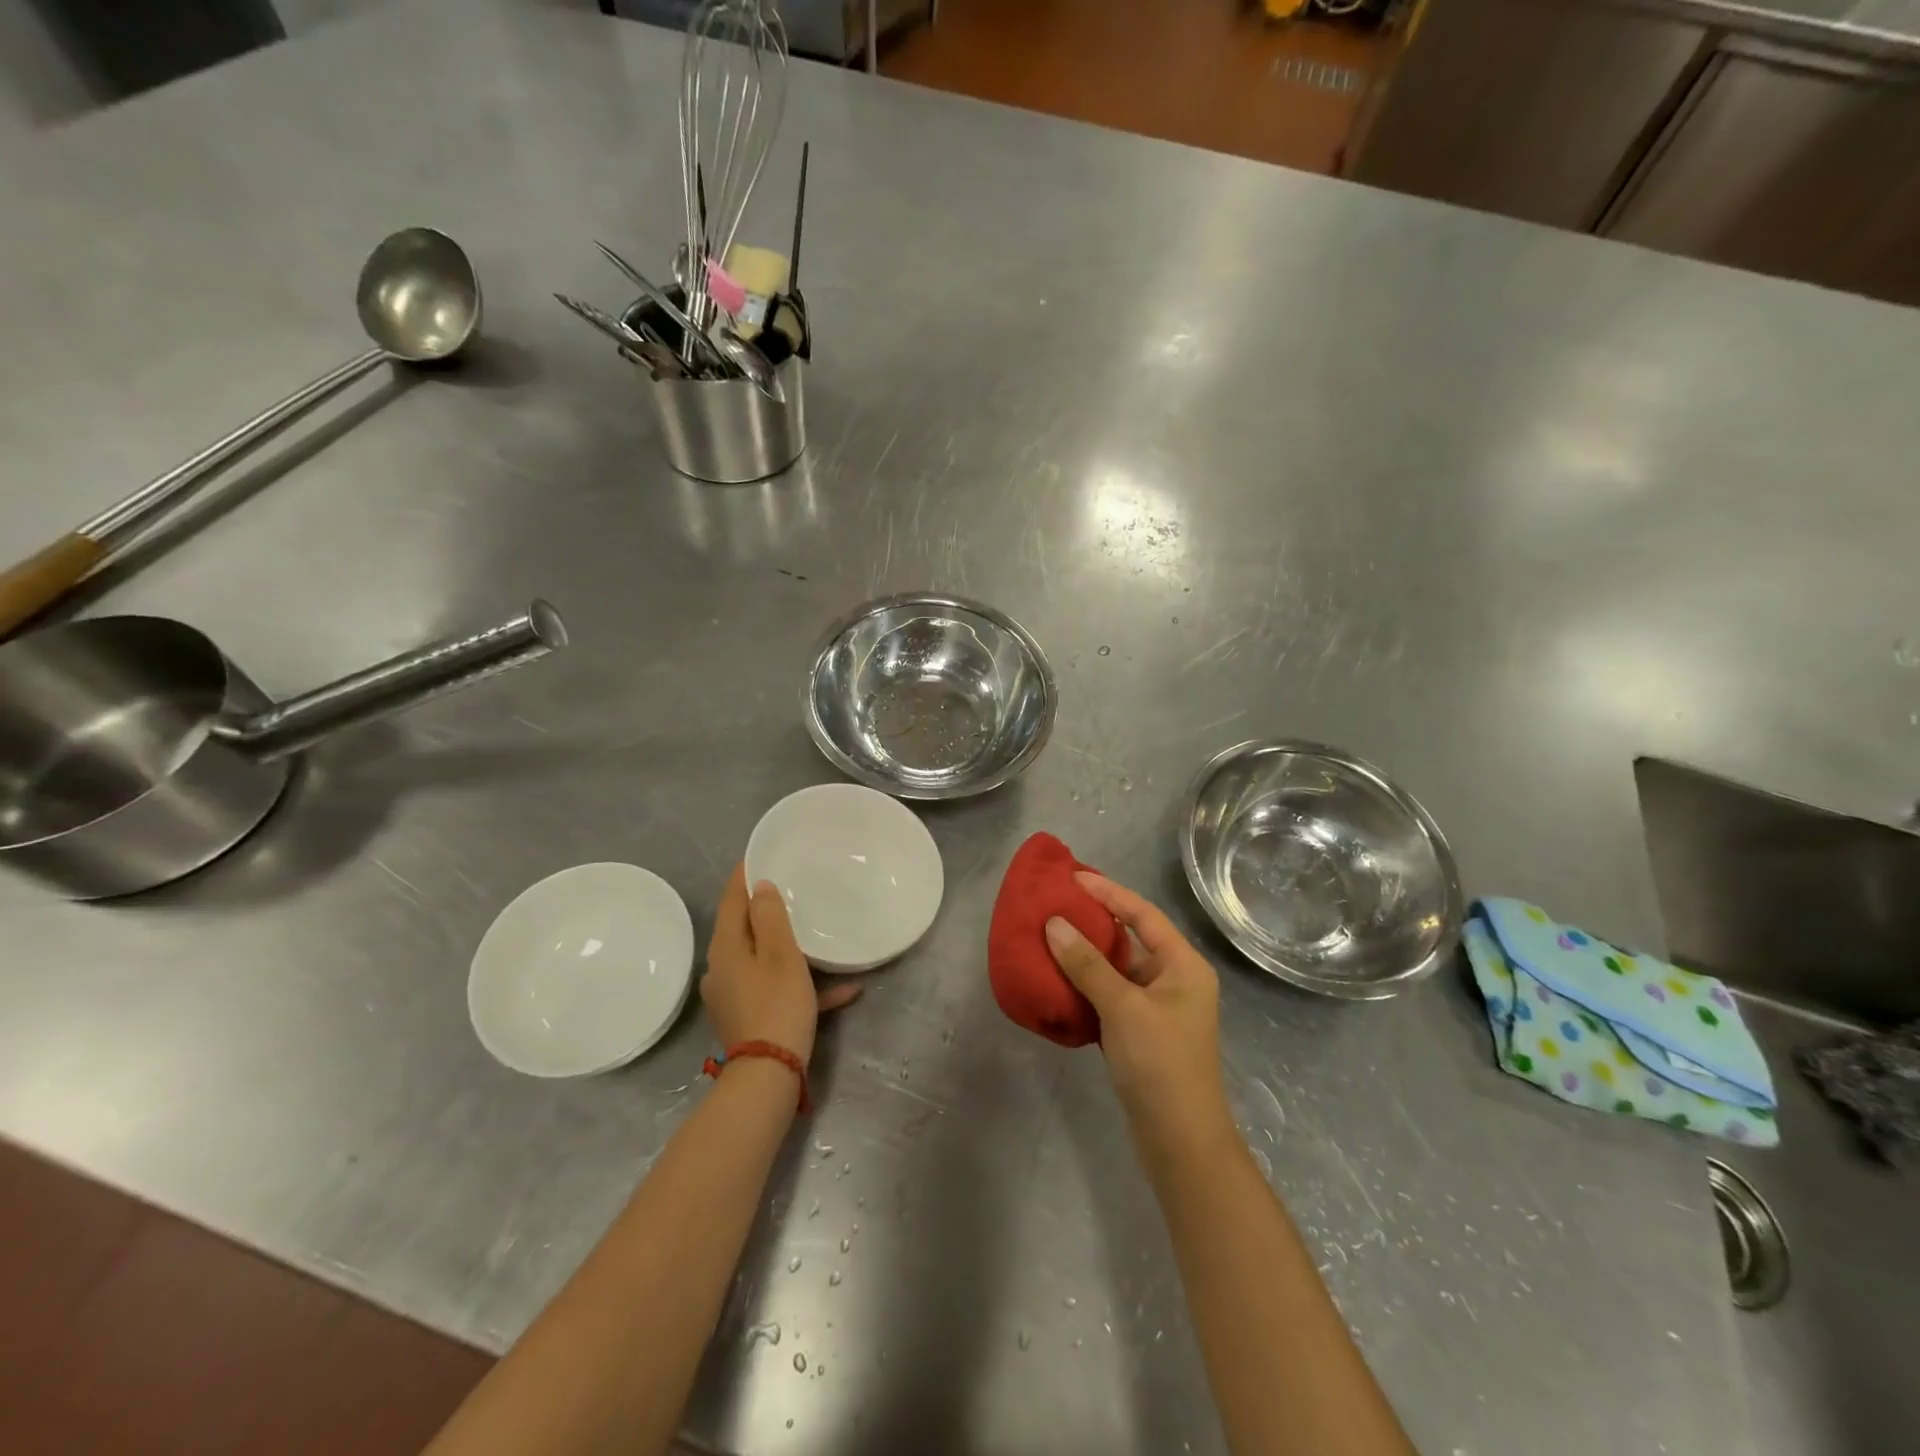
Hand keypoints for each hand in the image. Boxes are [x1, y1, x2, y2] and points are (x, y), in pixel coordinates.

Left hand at [703, 864, 860, 1068]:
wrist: (768, 1076)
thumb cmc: (777, 1005)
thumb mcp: (781, 954)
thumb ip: (771, 917)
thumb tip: (761, 887)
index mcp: (726, 947)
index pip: (732, 899)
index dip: (744, 875)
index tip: (759, 854)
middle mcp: (723, 968)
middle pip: (745, 929)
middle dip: (766, 910)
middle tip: (792, 889)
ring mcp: (734, 995)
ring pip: (763, 959)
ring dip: (791, 949)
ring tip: (819, 936)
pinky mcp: (749, 1017)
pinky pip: (777, 990)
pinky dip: (803, 985)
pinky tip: (844, 990)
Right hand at [1045, 873, 1232, 1158]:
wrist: (1179, 1140)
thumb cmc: (1160, 1063)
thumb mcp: (1123, 1007)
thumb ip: (1087, 964)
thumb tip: (1054, 923)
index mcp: (1182, 965)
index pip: (1143, 914)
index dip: (1109, 893)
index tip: (1074, 877)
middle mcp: (1174, 979)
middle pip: (1131, 938)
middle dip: (1093, 922)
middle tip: (1056, 904)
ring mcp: (1158, 1007)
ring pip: (1117, 969)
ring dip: (1086, 955)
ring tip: (1049, 936)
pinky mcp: (1141, 1031)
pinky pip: (1110, 994)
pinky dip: (1086, 984)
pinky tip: (1058, 978)